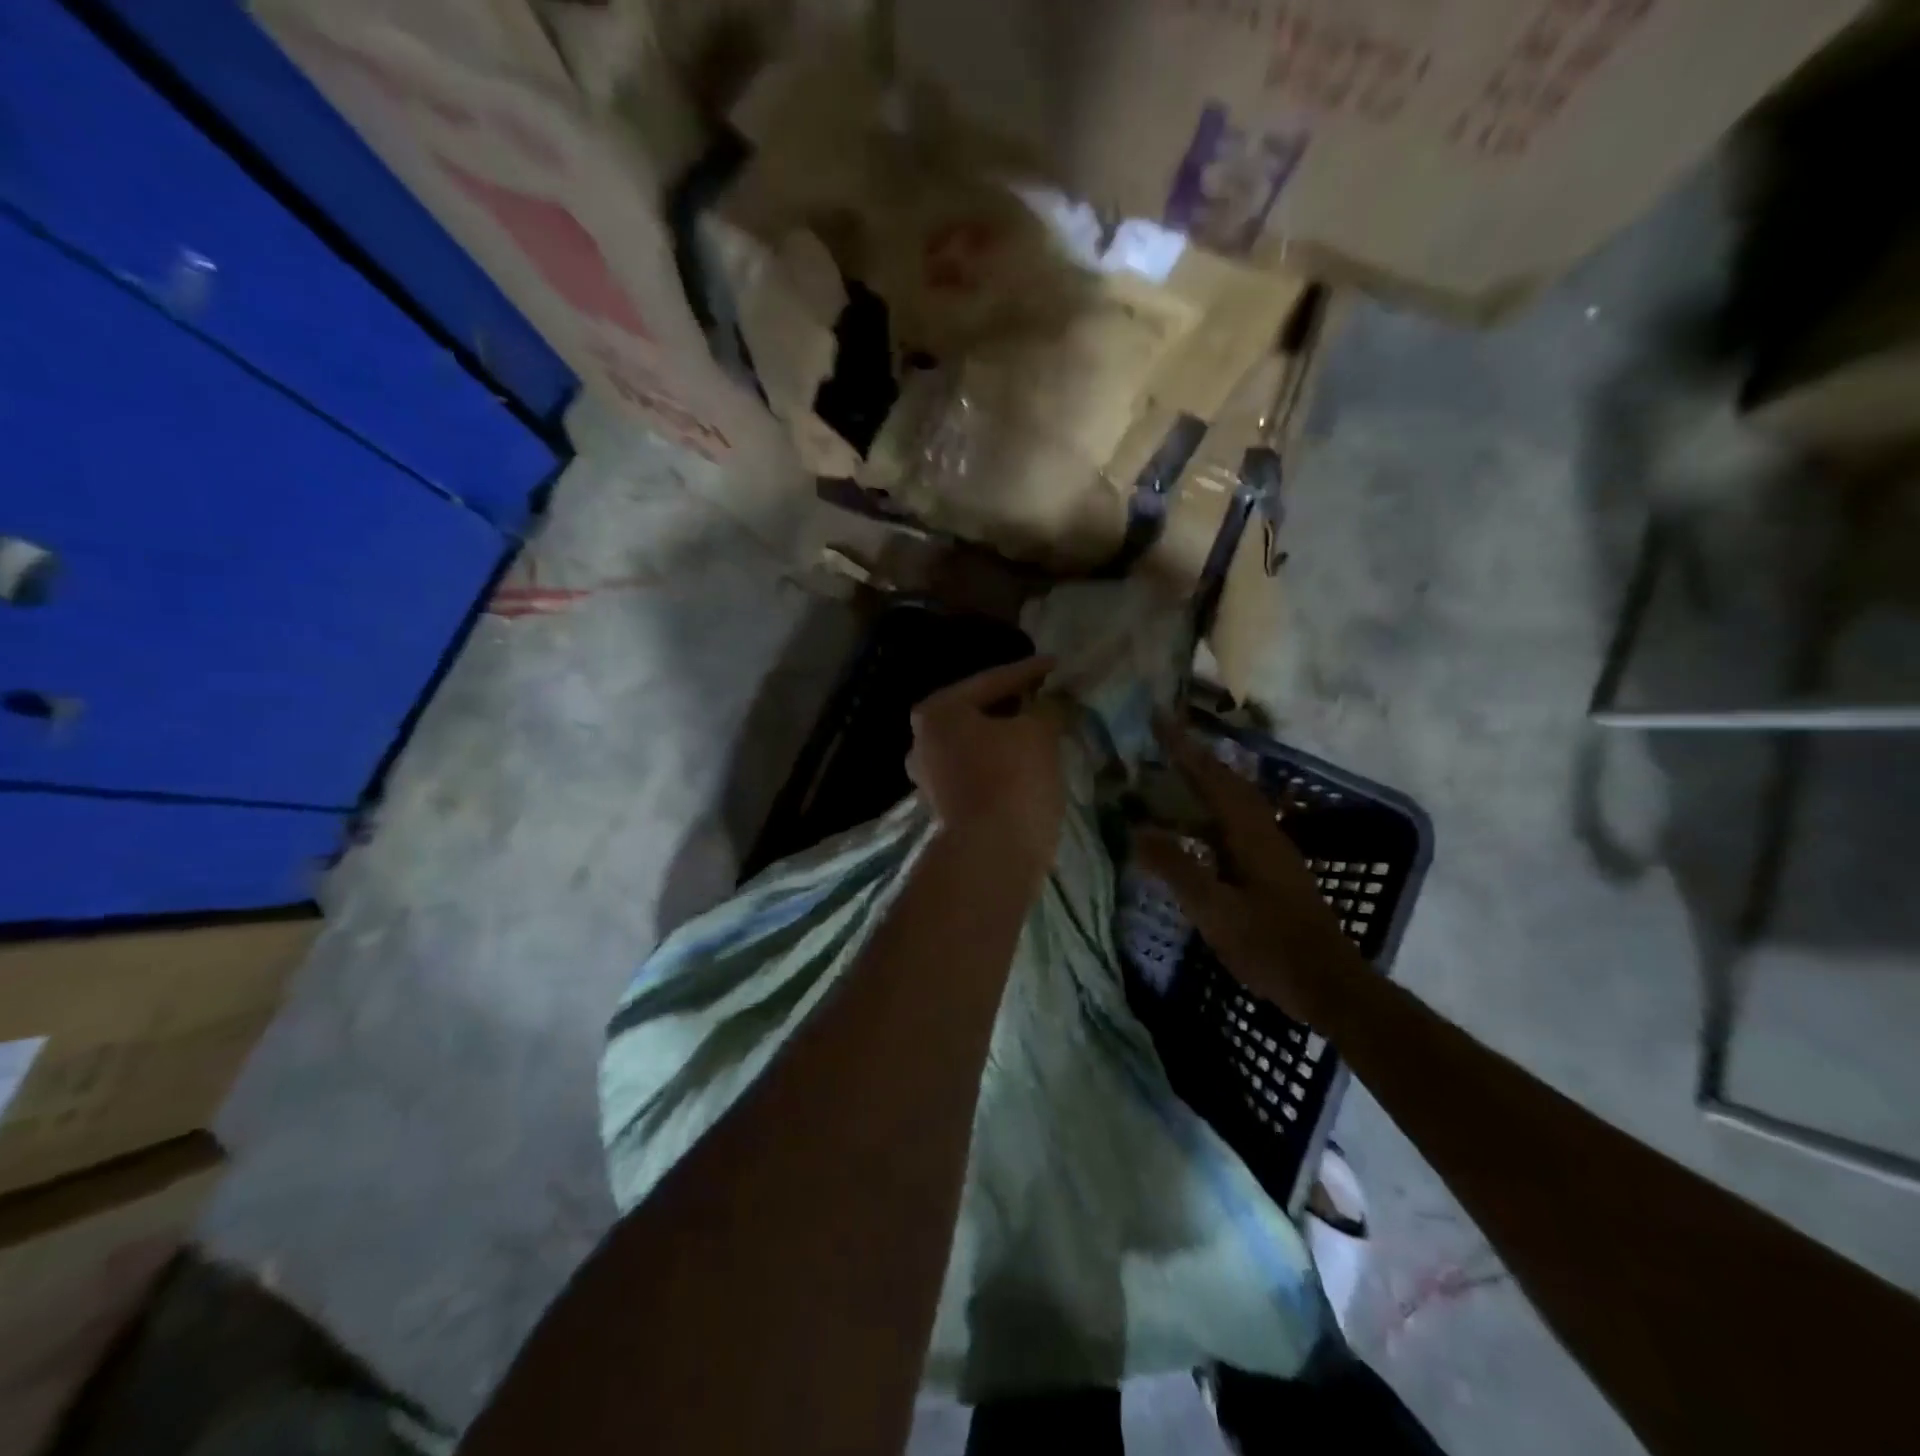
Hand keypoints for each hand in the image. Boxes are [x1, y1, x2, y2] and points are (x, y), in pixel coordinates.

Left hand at [908, 656, 1065, 870]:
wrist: (993, 853)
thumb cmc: (1012, 779)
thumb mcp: (1038, 732)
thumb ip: (1047, 707)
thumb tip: (1053, 700)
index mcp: (938, 711)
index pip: (992, 681)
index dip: (1029, 672)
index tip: (1056, 665)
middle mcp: (923, 740)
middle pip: (979, 712)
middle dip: (1014, 705)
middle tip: (1046, 696)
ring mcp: (929, 776)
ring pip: (977, 744)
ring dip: (1007, 737)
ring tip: (1041, 730)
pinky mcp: (944, 805)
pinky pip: (977, 770)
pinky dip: (1000, 763)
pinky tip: (1026, 763)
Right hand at [1132, 721, 1361, 1023]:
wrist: (1328, 985)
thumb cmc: (1270, 946)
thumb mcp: (1214, 910)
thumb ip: (1176, 868)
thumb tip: (1136, 830)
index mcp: (1250, 833)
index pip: (1211, 777)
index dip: (1183, 747)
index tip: (1159, 716)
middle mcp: (1263, 832)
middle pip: (1226, 782)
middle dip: (1194, 756)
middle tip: (1162, 739)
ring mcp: (1271, 851)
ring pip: (1233, 802)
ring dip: (1204, 781)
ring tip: (1172, 773)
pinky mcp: (1272, 870)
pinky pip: (1234, 824)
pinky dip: (1210, 812)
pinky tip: (1195, 828)